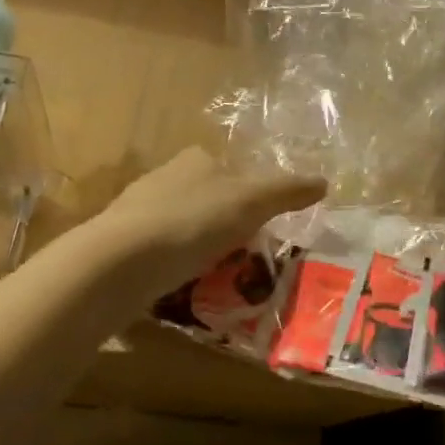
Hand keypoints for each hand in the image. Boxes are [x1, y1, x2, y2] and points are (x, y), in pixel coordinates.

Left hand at [89, 148, 324, 301]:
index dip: (249, 193)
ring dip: (198, 244)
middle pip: (205, 196)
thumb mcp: (253, 202)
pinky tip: (183, 284)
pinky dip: (174, 265)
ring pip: (181, 224)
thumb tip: (324, 182)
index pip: (229, 168)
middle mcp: (164, 176)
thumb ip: (288, 191)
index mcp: (196, 159)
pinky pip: (159, 252)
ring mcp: (137, 210)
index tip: (260, 222)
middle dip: (222, 220)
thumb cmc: (194, 221)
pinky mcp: (120, 244)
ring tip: (217, 274)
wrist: (121, 261)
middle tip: (244, 252)